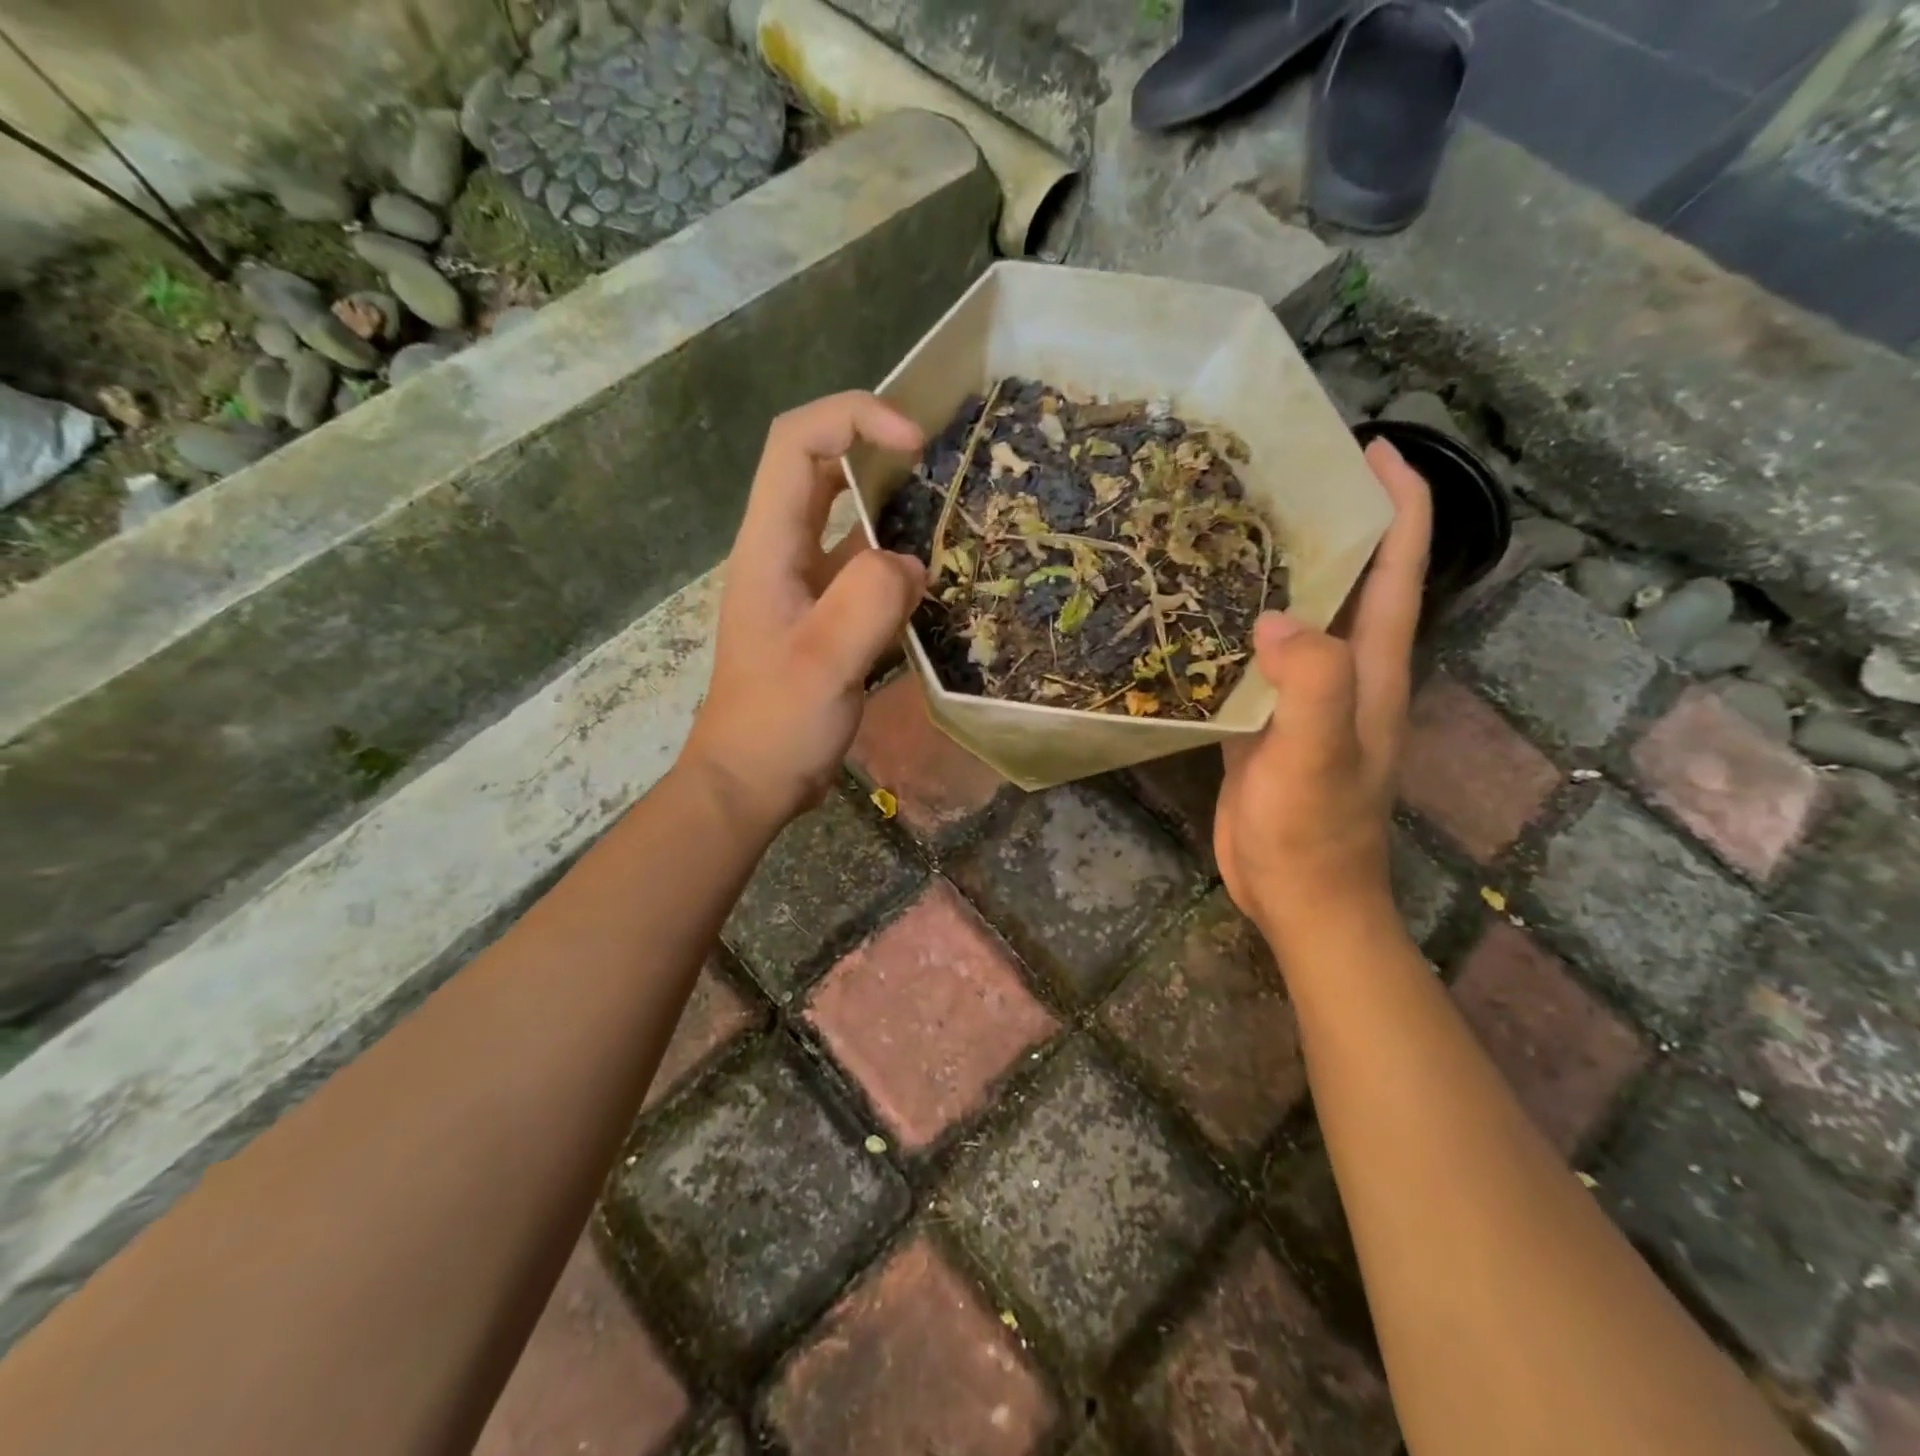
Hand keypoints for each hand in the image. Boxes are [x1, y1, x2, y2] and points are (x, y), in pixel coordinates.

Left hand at [681, 392, 927, 830]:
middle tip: (943, 459)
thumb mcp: (824, 663)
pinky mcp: (826, 615)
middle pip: (823, 467)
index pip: (798, 443)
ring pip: (850, 519)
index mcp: (769, 546)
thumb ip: (869, 602)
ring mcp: (805, 584)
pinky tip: (936, 576)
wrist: (753, 782)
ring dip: (896, 504)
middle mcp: (784, 552)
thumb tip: (914, 563)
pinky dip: (899, 560)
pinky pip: (866, 569)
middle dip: (878, 447)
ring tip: (953, 508)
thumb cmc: (777, 724)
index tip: (915, 441)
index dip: (854, 417)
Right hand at [1214, 440, 1433, 959]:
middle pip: (1350, 578)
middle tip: (1276, 475)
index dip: (1398, 500)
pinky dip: (1235, 624)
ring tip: (1228, 527)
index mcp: (1373, 665)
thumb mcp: (1319, 755)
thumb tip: (1272, 617)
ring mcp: (1304, 696)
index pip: (1399, 565)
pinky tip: (1198, 609)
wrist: (1299, 897)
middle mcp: (1346, 669)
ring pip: (1298, 614)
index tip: (1370, 444)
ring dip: (1276, 569)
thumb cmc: (1315, 830)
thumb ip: (1310, 683)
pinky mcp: (1266, 720)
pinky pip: (1256, 656)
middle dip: (1329, 520)